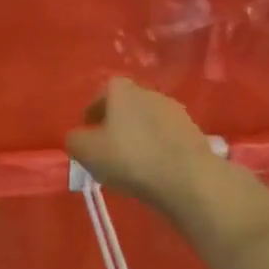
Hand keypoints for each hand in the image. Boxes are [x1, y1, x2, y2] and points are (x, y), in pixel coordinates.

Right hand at [65, 78, 215, 213]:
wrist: (187, 178)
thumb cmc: (129, 158)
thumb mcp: (86, 151)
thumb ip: (75, 140)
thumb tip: (78, 137)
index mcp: (122, 90)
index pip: (102, 93)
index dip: (93, 112)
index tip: (88, 132)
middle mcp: (150, 93)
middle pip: (126, 106)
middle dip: (116, 124)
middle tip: (107, 149)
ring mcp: (176, 112)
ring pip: (148, 122)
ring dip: (139, 136)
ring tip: (132, 163)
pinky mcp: (194, 132)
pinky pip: (166, 137)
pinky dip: (157, 148)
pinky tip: (153, 169)